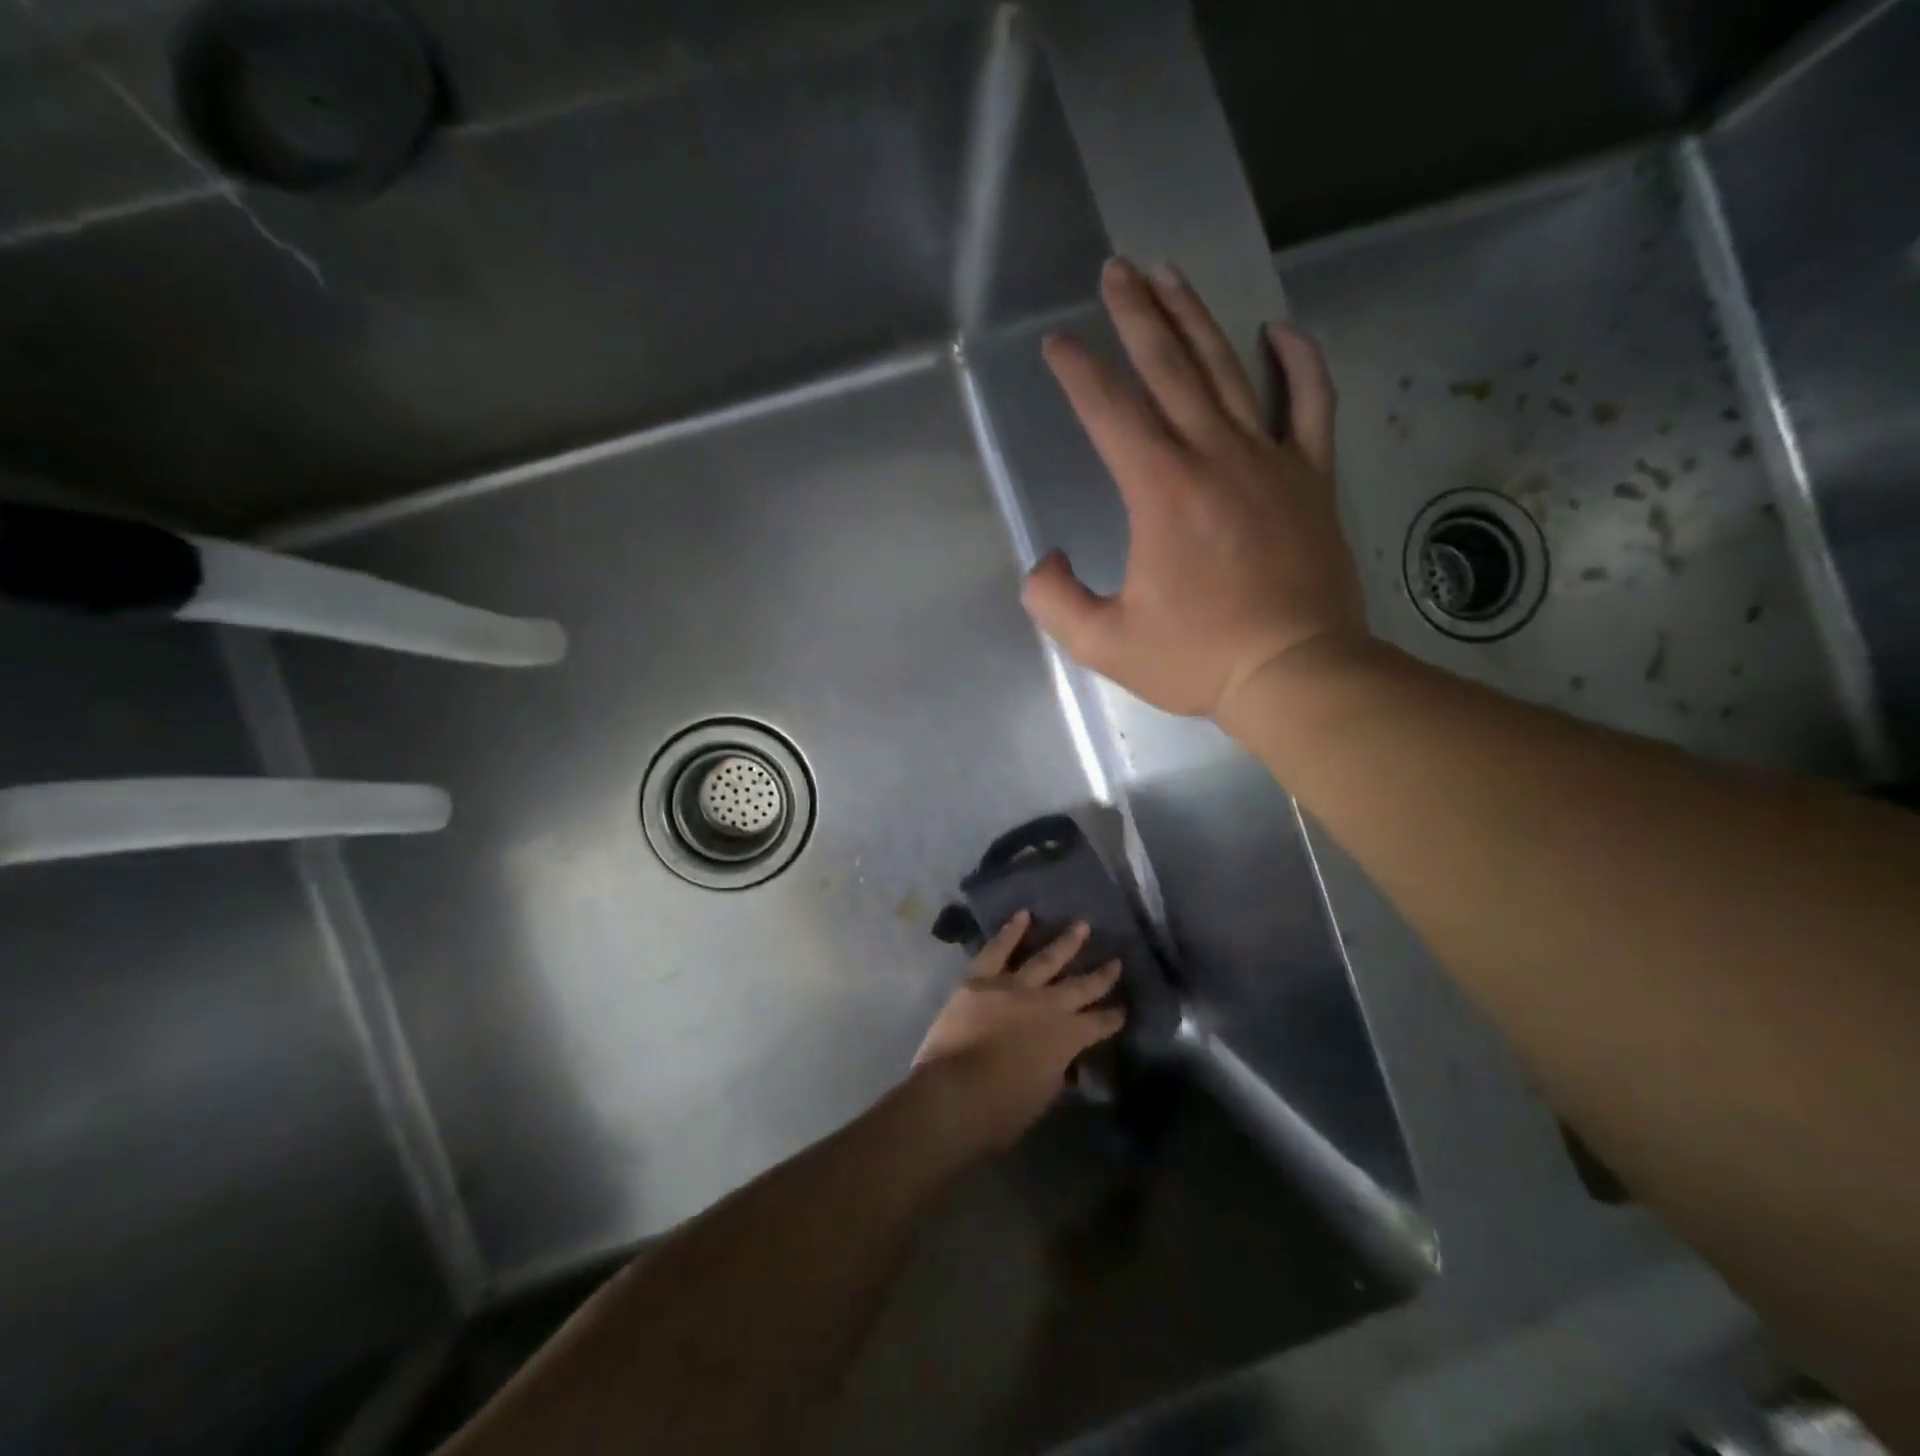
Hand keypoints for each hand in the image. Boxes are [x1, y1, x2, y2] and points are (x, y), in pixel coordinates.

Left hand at [912, 911, 1125, 1154]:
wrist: (956, 1093)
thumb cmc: (1002, 1110)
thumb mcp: (1042, 1096)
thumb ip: (1055, 1072)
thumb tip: (1061, 1063)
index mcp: (1066, 1037)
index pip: (1098, 1024)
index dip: (1112, 1017)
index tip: (1124, 1008)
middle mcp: (1046, 1005)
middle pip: (1080, 986)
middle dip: (1100, 975)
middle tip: (1116, 960)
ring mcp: (1013, 987)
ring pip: (1046, 959)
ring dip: (1065, 942)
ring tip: (1081, 925)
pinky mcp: (981, 980)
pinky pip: (998, 950)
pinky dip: (1010, 931)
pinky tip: (1022, 915)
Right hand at [1021, 257, 1367, 721]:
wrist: (1296, 672)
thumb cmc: (1198, 658)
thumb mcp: (1104, 644)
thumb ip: (1055, 602)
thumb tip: (1043, 561)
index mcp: (1160, 489)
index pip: (1110, 410)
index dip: (1079, 371)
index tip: (1058, 343)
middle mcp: (1214, 455)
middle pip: (1170, 367)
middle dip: (1137, 315)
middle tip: (1116, 270)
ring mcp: (1270, 459)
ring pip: (1230, 370)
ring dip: (1196, 319)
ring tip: (1171, 276)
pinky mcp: (1310, 476)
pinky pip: (1309, 403)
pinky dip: (1297, 362)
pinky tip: (1278, 331)